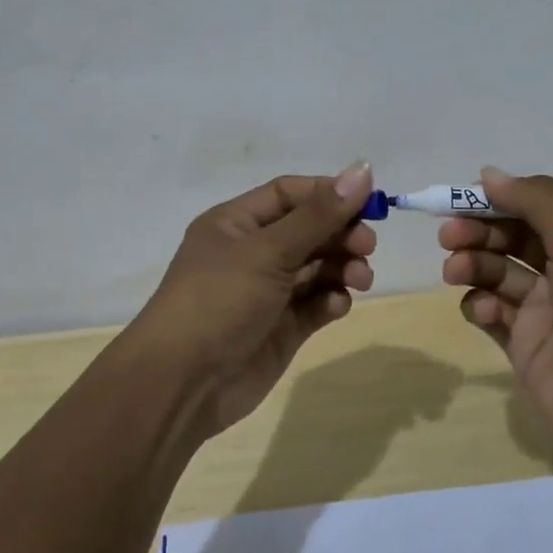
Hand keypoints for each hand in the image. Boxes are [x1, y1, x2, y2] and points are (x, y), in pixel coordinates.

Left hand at [126, 163, 376, 436]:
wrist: (183, 384)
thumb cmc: (220, 300)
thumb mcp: (268, 251)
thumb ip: (319, 215)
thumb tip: (363, 169)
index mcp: (236, 223)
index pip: (290, 194)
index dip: (329, 194)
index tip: (369, 203)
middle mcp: (252, 253)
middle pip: (309, 230)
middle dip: (341, 235)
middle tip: (367, 247)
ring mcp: (267, 292)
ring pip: (317, 268)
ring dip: (342, 268)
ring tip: (359, 279)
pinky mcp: (281, 328)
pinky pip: (315, 304)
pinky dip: (331, 301)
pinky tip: (335, 306)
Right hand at [439, 167, 552, 459]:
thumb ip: (535, 201)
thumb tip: (489, 173)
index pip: (541, 206)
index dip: (504, 198)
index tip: (467, 195)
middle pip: (513, 236)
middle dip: (479, 230)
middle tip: (449, 233)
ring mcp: (547, 308)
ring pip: (498, 272)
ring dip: (473, 264)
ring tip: (454, 270)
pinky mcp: (525, 343)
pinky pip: (493, 312)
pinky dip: (482, 305)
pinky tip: (484, 309)